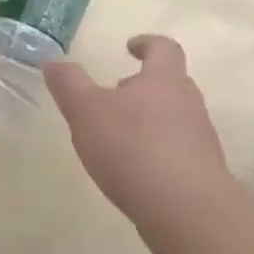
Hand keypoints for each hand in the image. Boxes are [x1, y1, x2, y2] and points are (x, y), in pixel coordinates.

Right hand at [42, 34, 237, 253]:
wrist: (186, 210)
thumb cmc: (132, 148)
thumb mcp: (86, 111)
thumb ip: (68, 85)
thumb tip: (53, 62)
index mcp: (163, 80)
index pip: (163, 48)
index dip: (147, 43)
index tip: (130, 47)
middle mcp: (188, 104)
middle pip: (170, 84)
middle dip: (143, 86)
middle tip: (115, 95)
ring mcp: (199, 140)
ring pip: (173, 119)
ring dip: (148, 121)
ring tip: (117, 137)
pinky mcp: (200, 173)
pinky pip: (176, 152)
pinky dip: (155, 152)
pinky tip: (132, 171)